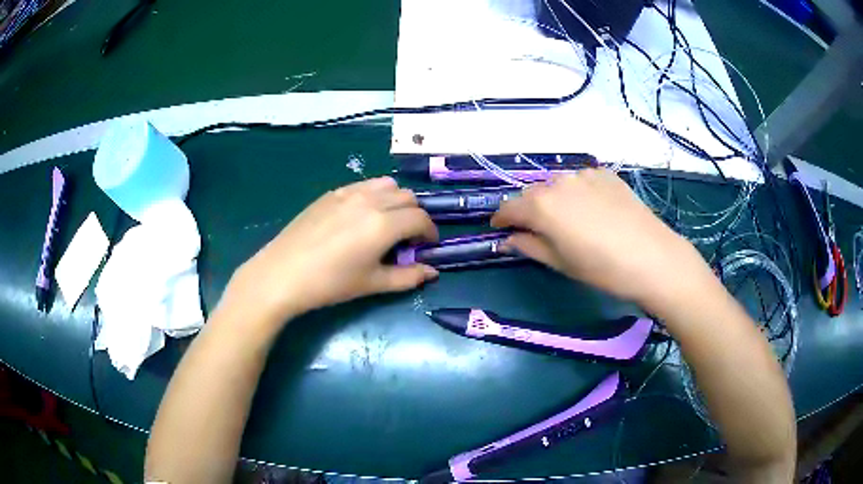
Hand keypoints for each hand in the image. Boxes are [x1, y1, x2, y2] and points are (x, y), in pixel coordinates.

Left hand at [221, 177, 438, 328]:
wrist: (283, 274)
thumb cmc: (330, 283)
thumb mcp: (373, 284)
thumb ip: (408, 276)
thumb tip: (433, 272)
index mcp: (384, 224)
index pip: (420, 219)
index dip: (430, 232)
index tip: (428, 246)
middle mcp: (371, 200)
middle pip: (408, 197)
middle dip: (415, 216)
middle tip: (408, 238)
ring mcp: (349, 192)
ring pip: (387, 185)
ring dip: (397, 201)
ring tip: (387, 222)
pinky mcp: (332, 193)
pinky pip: (364, 185)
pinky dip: (375, 195)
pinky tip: (362, 216)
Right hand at [491, 169, 711, 311]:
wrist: (652, 257)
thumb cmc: (602, 269)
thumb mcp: (560, 263)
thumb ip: (529, 246)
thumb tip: (508, 239)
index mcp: (541, 205)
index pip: (509, 207)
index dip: (501, 219)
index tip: (499, 229)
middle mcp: (558, 182)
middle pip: (532, 193)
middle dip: (528, 210)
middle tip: (536, 229)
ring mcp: (584, 175)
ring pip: (556, 185)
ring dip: (553, 199)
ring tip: (567, 220)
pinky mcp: (605, 174)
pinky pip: (580, 181)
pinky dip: (577, 193)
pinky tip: (591, 210)